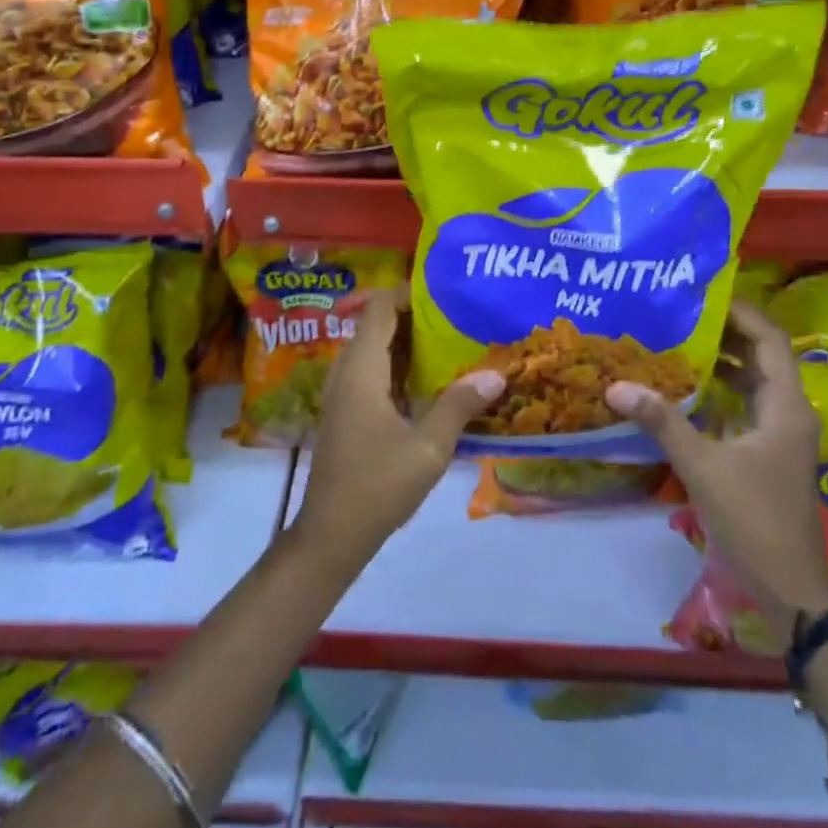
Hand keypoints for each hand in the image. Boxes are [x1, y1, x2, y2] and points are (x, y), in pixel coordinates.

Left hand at [294, 287, 503, 571]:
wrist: (332, 534)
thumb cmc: (378, 485)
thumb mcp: (428, 447)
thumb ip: (459, 405)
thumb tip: (496, 374)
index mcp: (362, 370)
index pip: (380, 309)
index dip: (409, 293)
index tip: (446, 293)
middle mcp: (347, 372)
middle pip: (377, 325)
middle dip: (415, 317)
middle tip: (458, 316)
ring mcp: (343, 393)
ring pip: (374, 350)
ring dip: (407, 343)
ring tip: (451, 342)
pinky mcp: (346, 412)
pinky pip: (372, 373)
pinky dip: (398, 367)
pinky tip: (430, 382)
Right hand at [606, 299, 827, 641]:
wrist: (788, 588)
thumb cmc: (753, 518)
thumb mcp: (702, 465)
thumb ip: (661, 421)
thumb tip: (615, 385)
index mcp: (786, 405)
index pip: (768, 339)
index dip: (739, 311)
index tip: (700, 293)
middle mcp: (788, 410)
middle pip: (760, 354)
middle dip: (723, 331)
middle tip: (677, 311)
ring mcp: (778, 432)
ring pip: (751, 380)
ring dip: (719, 359)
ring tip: (675, 337)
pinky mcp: (765, 451)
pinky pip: (742, 404)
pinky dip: (717, 389)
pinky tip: (682, 385)